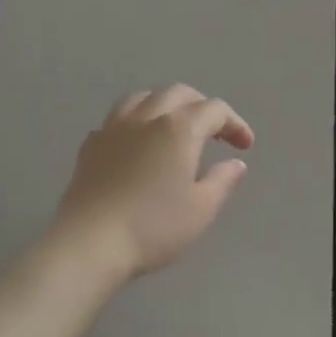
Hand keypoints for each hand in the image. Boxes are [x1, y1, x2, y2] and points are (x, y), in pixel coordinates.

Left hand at [51, 85, 255, 279]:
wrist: (90, 243)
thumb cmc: (154, 227)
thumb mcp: (201, 208)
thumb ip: (222, 181)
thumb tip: (235, 164)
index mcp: (179, 128)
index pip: (214, 110)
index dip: (234, 123)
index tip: (245, 146)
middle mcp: (146, 117)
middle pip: (178, 93)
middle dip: (201, 106)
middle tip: (214, 131)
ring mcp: (113, 128)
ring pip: (143, 98)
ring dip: (166, 105)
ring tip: (174, 126)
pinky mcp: (90, 145)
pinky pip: (117, 119)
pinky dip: (136, 121)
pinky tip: (138, 144)